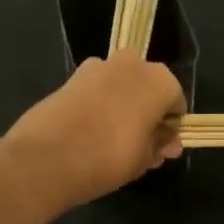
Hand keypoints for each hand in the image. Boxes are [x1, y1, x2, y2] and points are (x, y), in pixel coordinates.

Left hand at [1, 55, 184, 213]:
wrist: (47, 158)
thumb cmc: (109, 158)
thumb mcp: (144, 159)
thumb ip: (159, 145)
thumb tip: (169, 142)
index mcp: (159, 81)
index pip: (176, 102)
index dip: (170, 127)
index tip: (161, 148)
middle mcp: (131, 64)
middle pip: (147, 88)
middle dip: (147, 113)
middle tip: (140, 146)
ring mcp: (98, 67)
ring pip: (121, 87)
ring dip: (122, 107)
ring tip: (113, 141)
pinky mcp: (71, 77)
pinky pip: (96, 90)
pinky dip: (99, 105)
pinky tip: (90, 133)